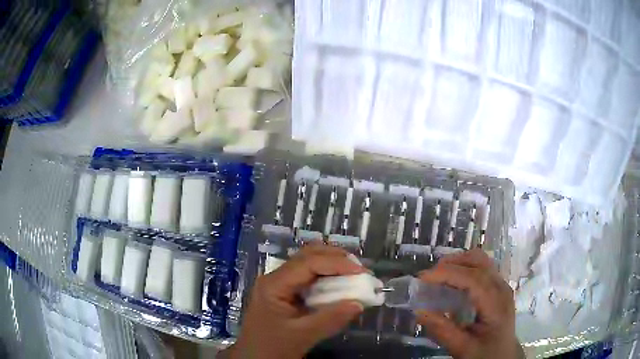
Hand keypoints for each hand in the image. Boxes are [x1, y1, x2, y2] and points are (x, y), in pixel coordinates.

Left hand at [224, 245, 366, 358]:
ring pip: (308, 263)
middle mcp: (275, 278)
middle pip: (307, 256)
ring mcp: (279, 284)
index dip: (337, 263)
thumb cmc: (273, 347)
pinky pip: (307, 277)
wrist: (254, 358)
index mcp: (274, 284)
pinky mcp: (284, 292)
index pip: (308, 263)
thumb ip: (331, 319)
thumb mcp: (303, 336)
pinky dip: (326, 277)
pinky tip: (339, 284)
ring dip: (332, 265)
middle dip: (335, 258)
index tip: (362, 271)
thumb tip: (359, 303)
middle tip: (359, 270)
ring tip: (354, 274)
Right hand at [416, 249, 522, 358]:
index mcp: (495, 303)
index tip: (422, 278)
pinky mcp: (497, 287)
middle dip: (451, 264)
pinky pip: (481, 267)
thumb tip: (420, 311)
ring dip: (458, 263)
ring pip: (480, 260)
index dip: (447, 273)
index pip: (472, 278)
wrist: (504, 355)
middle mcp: (501, 287)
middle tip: (429, 277)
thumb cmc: (485, 353)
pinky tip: (453, 283)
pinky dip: (464, 268)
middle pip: (478, 261)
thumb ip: (443, 331)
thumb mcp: (462, 348)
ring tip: (439, 277)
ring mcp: (501, 285)